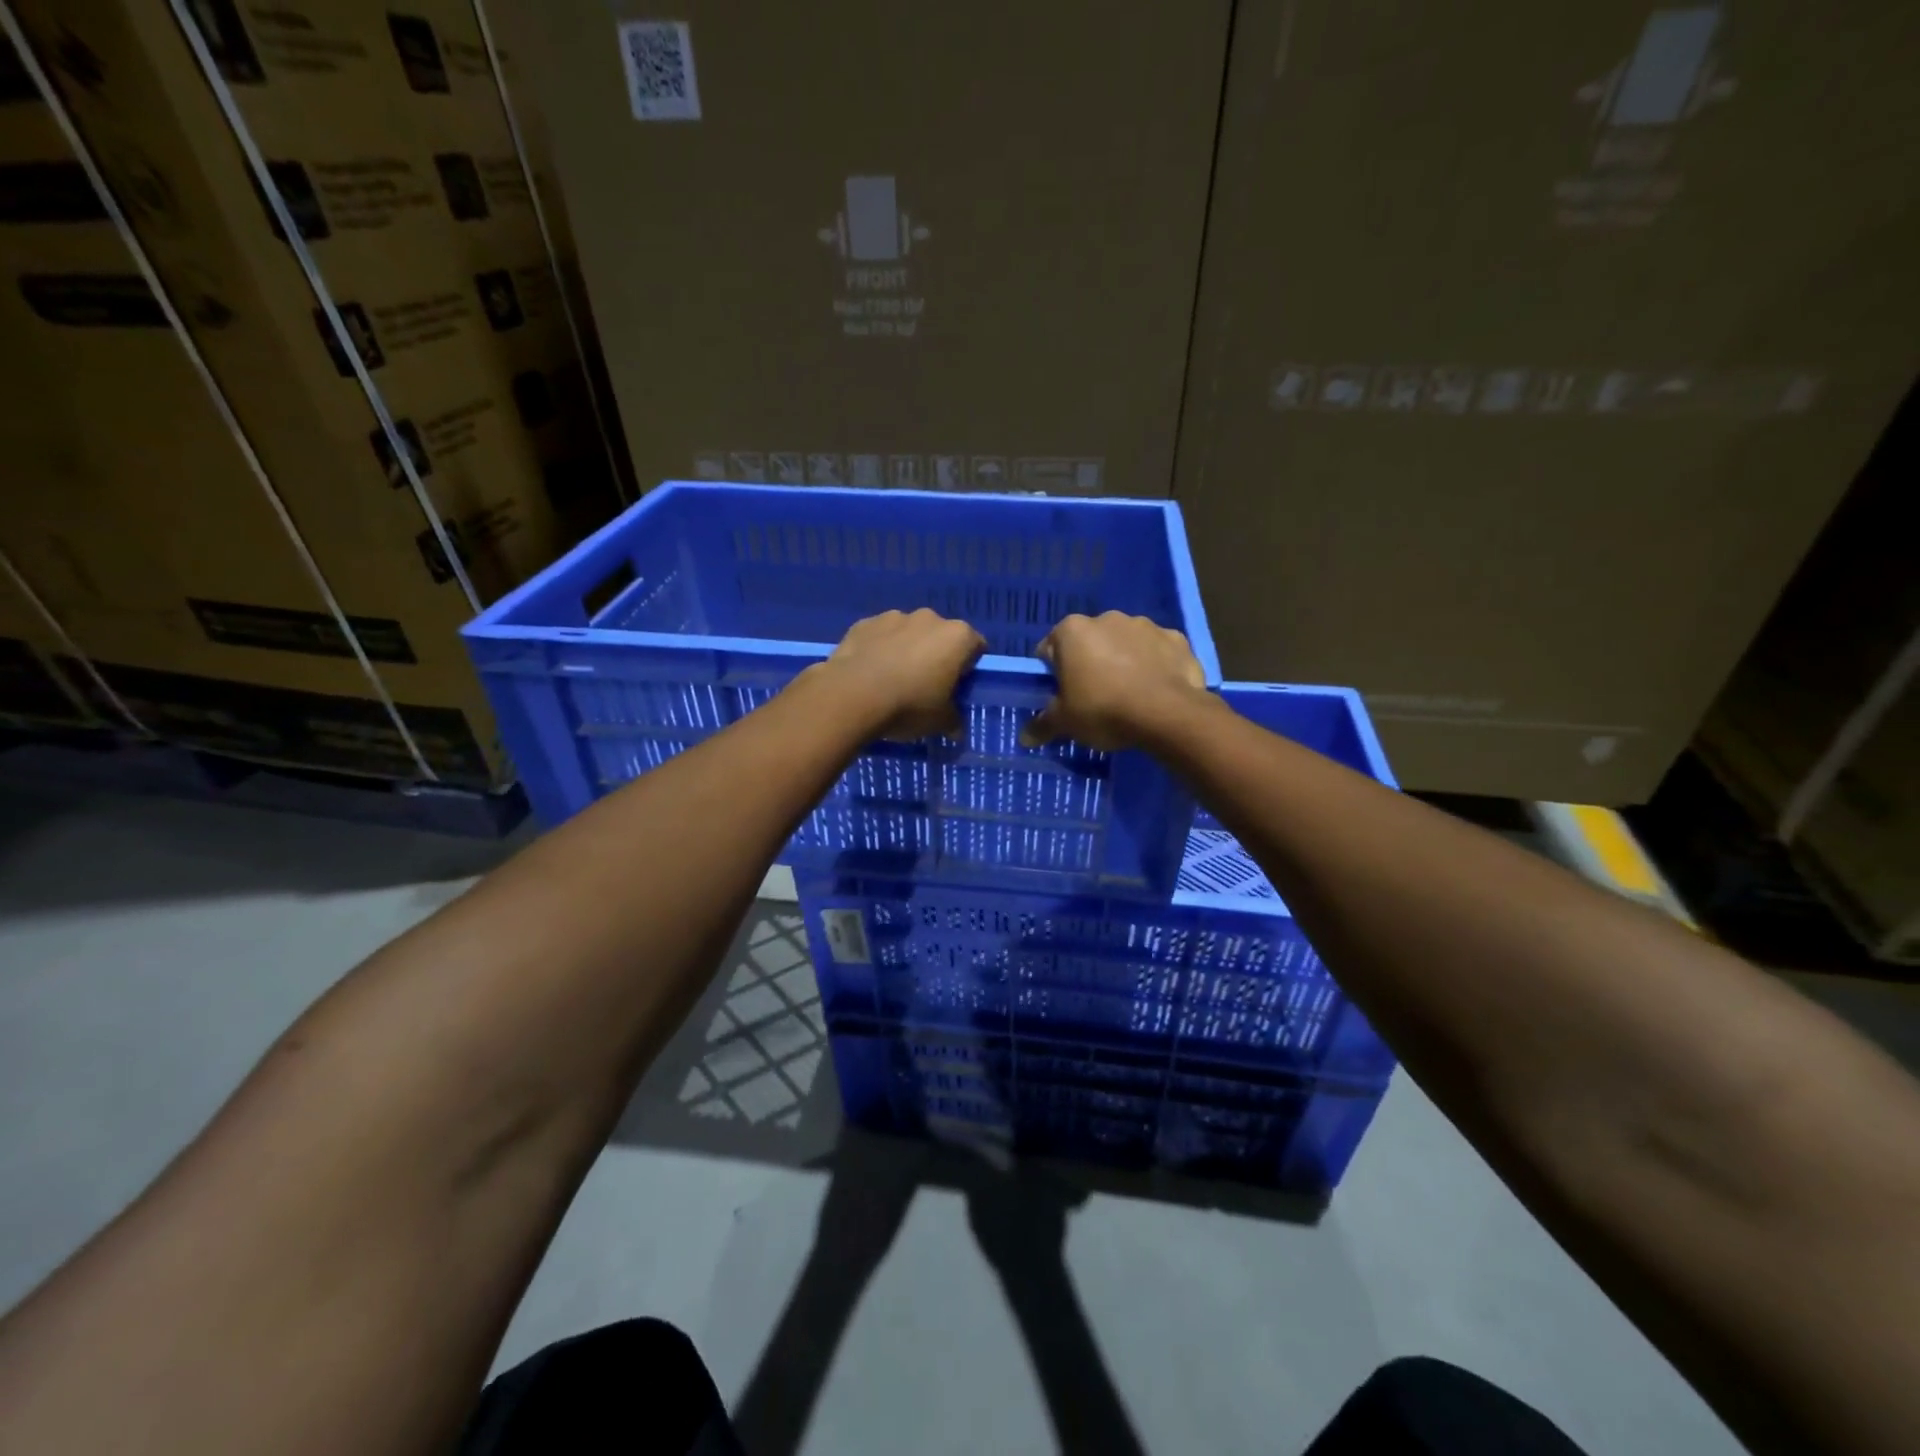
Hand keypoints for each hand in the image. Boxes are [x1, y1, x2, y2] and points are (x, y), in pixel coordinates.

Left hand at [811, 609, 985, 739]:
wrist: (852, 695)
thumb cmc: (909, 706)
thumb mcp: (940, 722)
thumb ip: (953, 721)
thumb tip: (956, 729)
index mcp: (957, 636)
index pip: (976, 647)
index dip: (968, 668)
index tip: (957, 687)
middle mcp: (929, 618)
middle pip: (941, 637)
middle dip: (936, 655)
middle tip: (925, 685)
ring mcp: (894, 616)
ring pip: (909, 633)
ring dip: (906, 650)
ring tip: (892, 679)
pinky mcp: (864, 623)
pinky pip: (880, 636)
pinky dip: (879, 649)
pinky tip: (870, 673)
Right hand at [1021, 611, 1209, 751]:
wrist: (1167, 713)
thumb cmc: (1103, 710)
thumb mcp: (1065, 723)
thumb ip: (1042, 725)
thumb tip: (1025, 738)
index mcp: (1072, 630)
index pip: (1050, 649)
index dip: (1053, 674)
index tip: (1061, 695)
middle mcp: (1107, 618)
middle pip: (1089, 643)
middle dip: (1089, 663)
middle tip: (1094, 697)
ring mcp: (1145, 625)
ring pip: (1125, 643)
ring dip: (1123, 661)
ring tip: (1128, 695)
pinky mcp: (1176, 638)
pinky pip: (1157, 651)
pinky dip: (1154, 665)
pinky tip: (1155, 690)